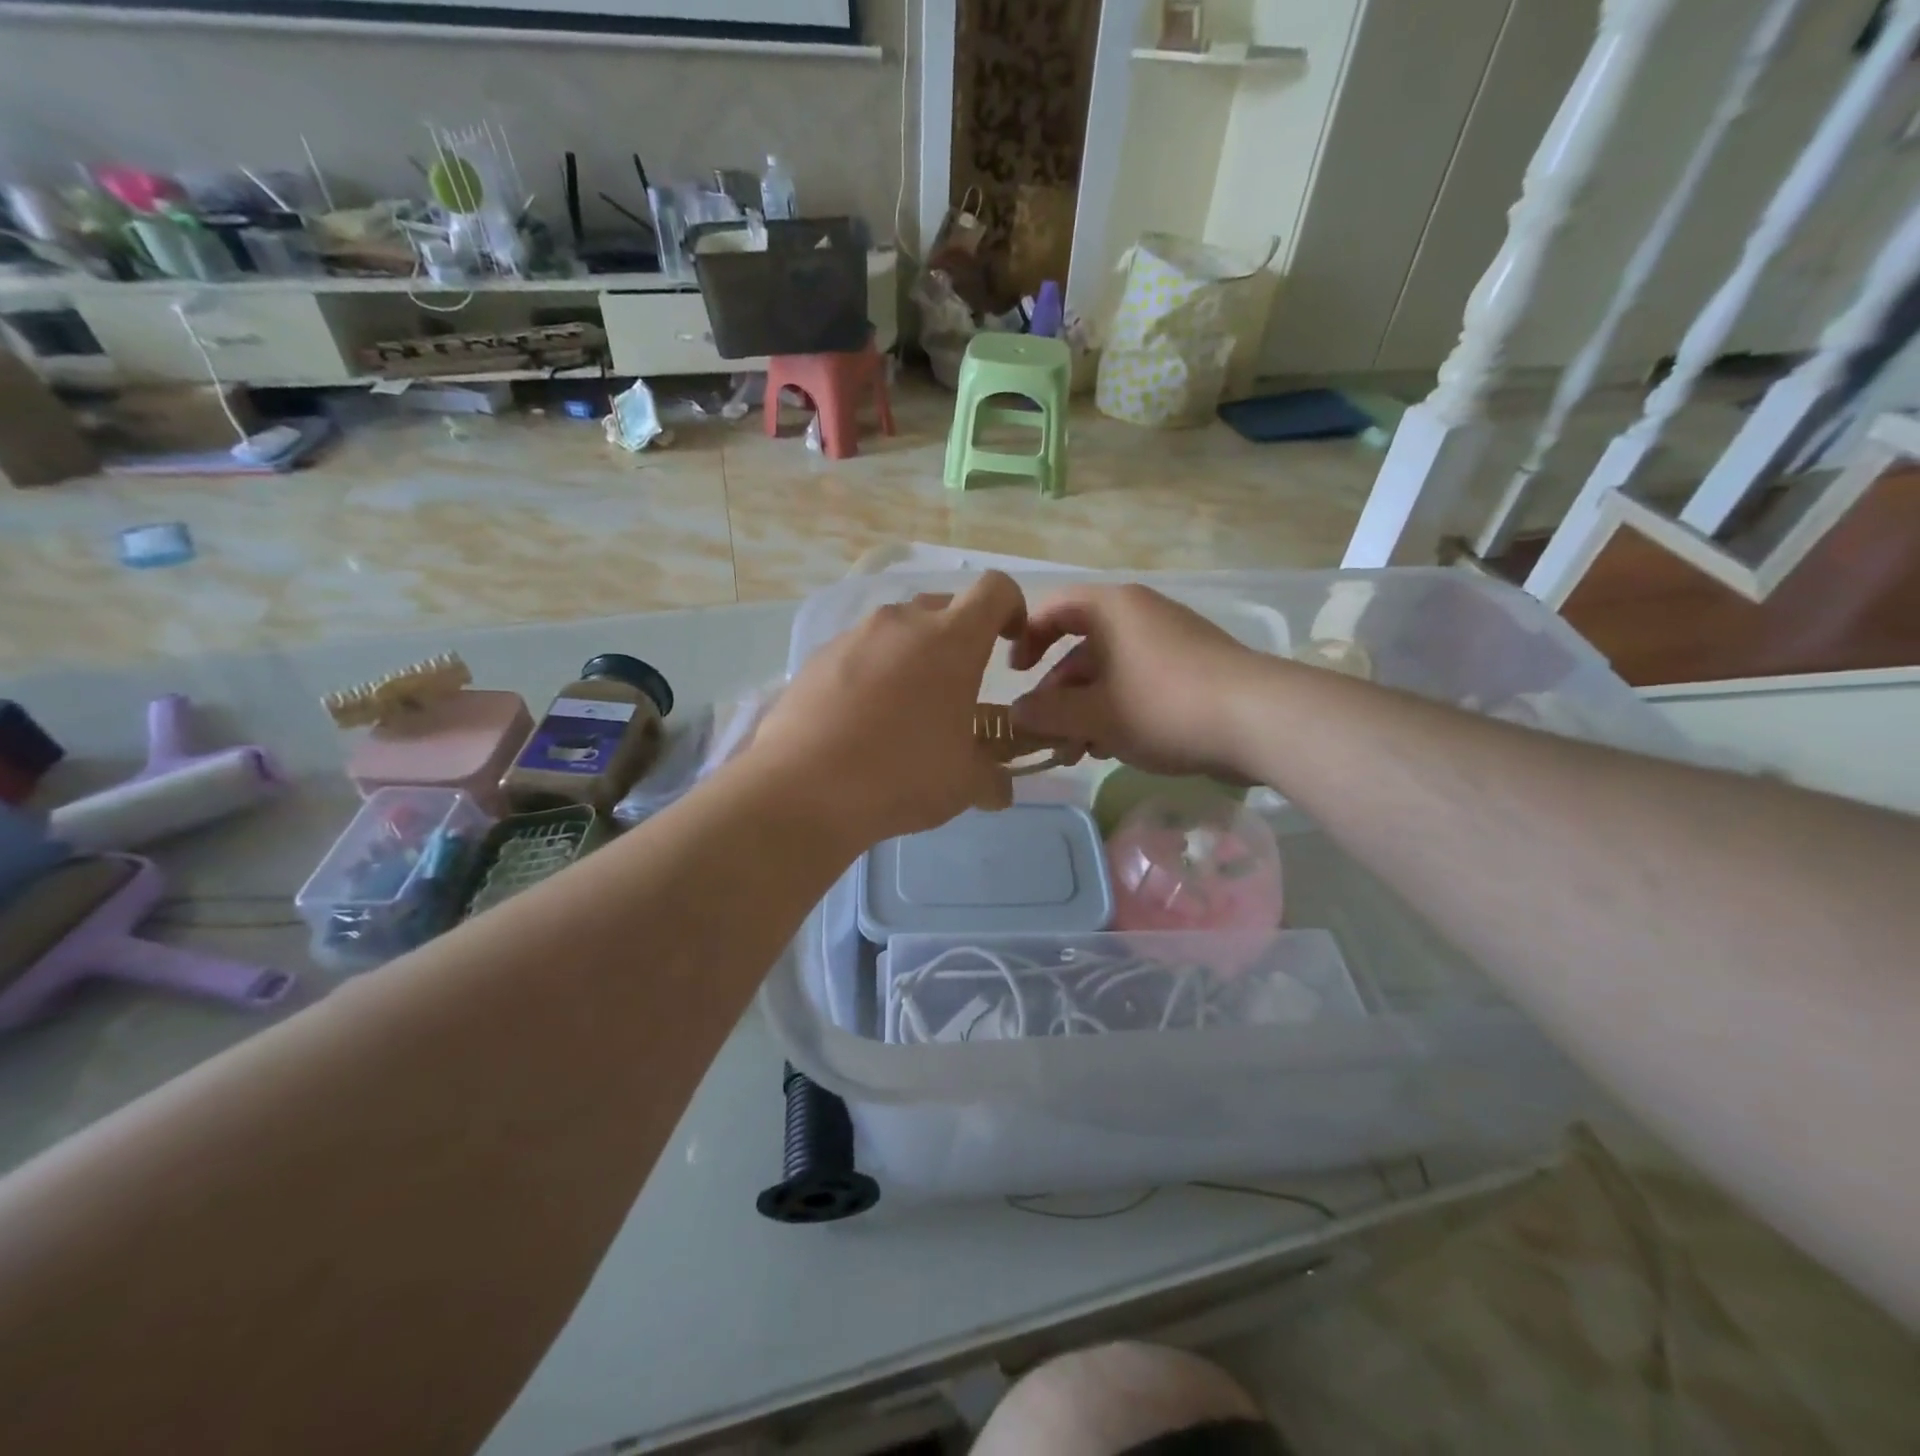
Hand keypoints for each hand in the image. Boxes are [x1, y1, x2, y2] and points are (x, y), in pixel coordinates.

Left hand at [751, 572, 1028, 844]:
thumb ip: (993, 777)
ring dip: (911, 657)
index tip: (1010, 645)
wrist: (803, 788)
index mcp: (952, 640)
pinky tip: (860, 720)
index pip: (996, 590)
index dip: (1012, 609)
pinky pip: (859, 652)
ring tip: (904, 710)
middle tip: (955, 689)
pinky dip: (871, 673)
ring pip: (897, 630)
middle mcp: (902, 623)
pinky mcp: (817, 657)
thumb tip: (999, 789)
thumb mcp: (965, 784)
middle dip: (958, 639)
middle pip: (943, 608)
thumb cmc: (902, 775)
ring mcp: (854, 636)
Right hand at [1009, 584, 1261, 777]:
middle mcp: (1140, 614)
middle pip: (1082, 647)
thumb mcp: (1095, 715)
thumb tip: (1016, 714)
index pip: (1054, 609)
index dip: (1027, 638)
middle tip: (1046, 732)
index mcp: (1112, 609)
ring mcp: (1171, 640)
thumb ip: (1048, 714)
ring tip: (1077, 750)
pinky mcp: (1193, 668)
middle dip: (1058, 693)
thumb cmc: (1163, 706)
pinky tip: (1113, 747)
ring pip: (1111, 671)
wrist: (1258, 720)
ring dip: (1086, 709)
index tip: (1015, 675)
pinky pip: (1140, 682)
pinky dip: (1118, 709)